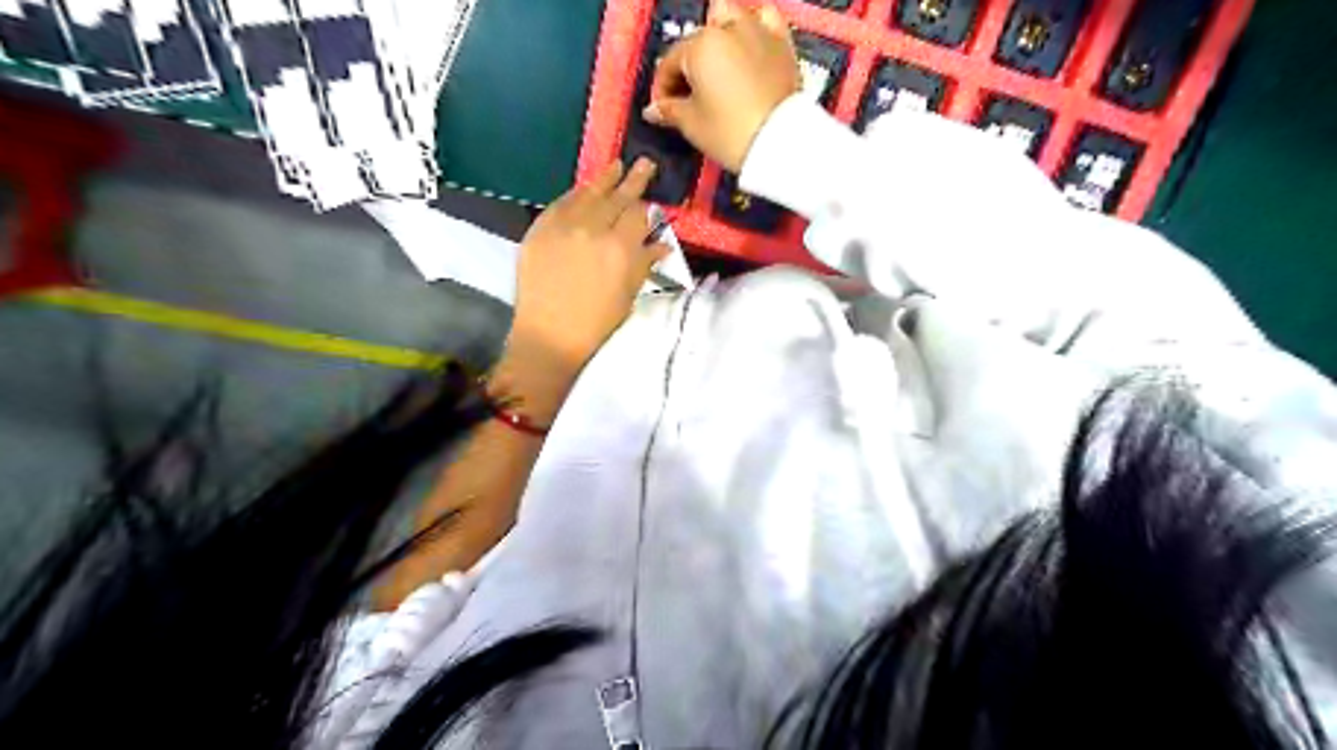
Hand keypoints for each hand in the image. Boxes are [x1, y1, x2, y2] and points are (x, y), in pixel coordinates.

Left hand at [501, 160, 669, 416]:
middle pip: (617, 197)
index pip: (638, 215)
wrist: (550, 333)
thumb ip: (645, 263)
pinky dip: (575, 194)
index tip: (651, 195)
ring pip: (589, 194)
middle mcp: (594, 229)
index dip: (646, 205)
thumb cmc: (597, 321)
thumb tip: (662, 242)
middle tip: (644, 163)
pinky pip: (561, 203)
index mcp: (621, 248)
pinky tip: (584, 188)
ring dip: (604, 179)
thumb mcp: (629, 293)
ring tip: (616, 165)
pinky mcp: (540, 228)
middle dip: (633, 180)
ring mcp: (564, 226)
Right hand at [641, 1, 797, 173]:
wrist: (781, 142)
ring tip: (716, 63)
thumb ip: (669, 110)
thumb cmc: (731, 133)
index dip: (663, 88)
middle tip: (689, 93)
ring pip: (730, 16)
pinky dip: (754, 26)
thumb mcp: (692, 125)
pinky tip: (748, 42)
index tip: (664, 108)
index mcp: (699, 46)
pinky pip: (765, 19)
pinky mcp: (782, 42)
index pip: (670, 62)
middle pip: (698, 41)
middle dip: (689, 64)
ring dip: (718, 34)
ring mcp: (757, 31)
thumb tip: (652, 109)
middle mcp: (727, 29)